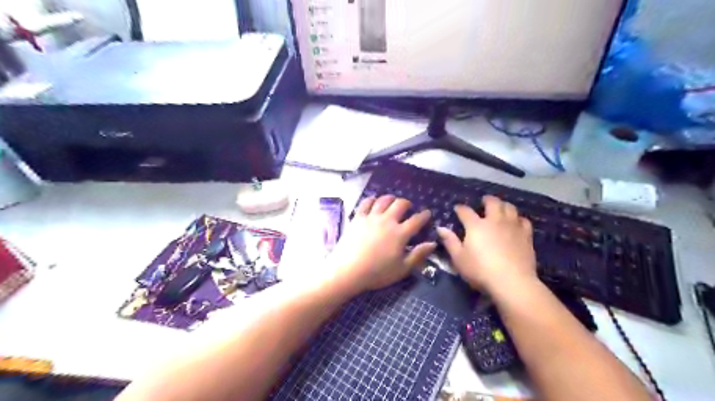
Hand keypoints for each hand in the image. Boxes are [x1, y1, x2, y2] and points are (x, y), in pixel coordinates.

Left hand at [327, 196, 435, 292]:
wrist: (348, 270)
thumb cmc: (377, 273)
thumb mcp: (402, 269)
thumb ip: (418, 255)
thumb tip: (433, 243)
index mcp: (400, 233)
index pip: (417, 220)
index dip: (424, 215)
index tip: (427, 213)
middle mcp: (387, 221)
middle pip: (400, 204)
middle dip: (407, 203)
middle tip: (408, 207)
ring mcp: (371, 217)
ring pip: (383, 200)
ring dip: (391, 198)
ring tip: (392, 201)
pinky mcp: (358, 218)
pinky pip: (366, 203)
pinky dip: (372, 199)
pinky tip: (373, 201)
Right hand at [436, 196, 536, 292]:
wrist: (512, 282)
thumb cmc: (480, 271)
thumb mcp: (459, 258)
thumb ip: (450, 241)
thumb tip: (441, 228)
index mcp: (476, 226)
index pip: (466, 211)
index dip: (460, 208)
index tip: (457, 208)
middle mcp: (494, 221)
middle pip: (492, 203)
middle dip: (487, 200)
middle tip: (484, 201)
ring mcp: (512, 226)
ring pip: (509, 207)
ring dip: (503, 205)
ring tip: (500, 208)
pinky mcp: (526, 235)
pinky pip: (523, 220)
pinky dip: (518, 218)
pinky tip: (516, 222)